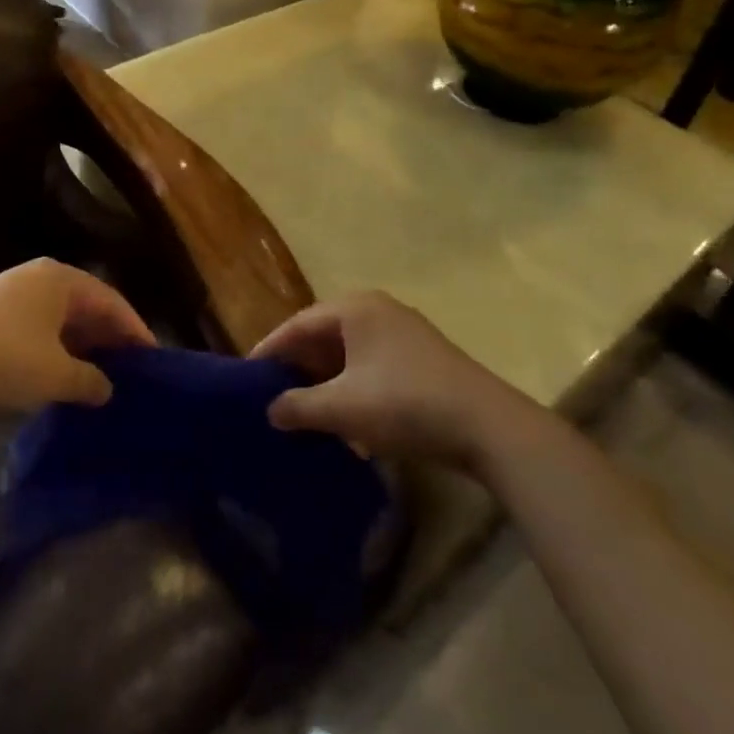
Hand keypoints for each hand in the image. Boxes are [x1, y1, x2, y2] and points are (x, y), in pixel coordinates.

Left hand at [0, 258, 155, 422]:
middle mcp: (39, 279)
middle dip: (110, 339)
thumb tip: (107, 388)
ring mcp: (12, 296)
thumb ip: (90, 381)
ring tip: (103, 379)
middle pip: (87, 307)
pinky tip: (64, 378)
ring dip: (83, 348)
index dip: (136, 331)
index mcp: (60, 279)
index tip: (155, 359)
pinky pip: (40, 331)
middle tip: (133, 371)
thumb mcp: (54, 375)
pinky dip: (57, 352)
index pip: (112, 301)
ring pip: (62, 321)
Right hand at [251, 291, 526, 465]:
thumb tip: (271, 410)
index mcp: (354, 308)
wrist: (486, 425)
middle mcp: (377, 310)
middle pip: (323, 334)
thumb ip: (300, 406)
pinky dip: (352, 385)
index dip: (270, 349)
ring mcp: (403, 332)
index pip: (298, 324)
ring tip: (303, 407)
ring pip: (348, 351)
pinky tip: (346, 417)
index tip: (247, 374)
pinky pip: (371, 363)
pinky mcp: (420, 357)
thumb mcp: (343, 407)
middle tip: (271, 392)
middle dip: (298, 365)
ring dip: (325, 379)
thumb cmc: (404, 403)